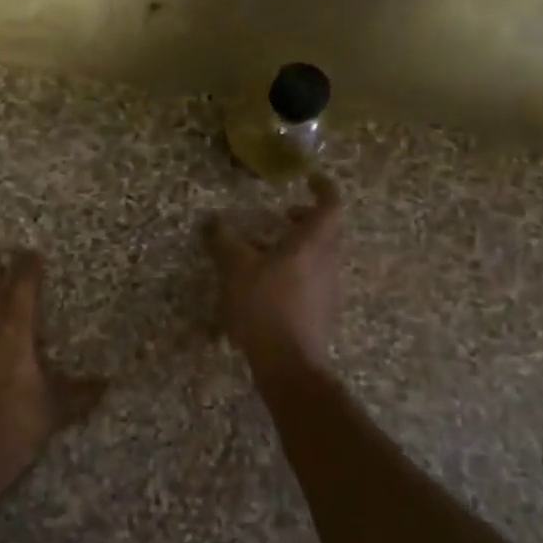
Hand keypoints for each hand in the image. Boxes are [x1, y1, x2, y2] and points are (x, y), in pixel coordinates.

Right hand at [206, 174, 343, 370]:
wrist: (289, 364)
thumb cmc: (265, 307)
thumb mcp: (236, 269)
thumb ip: (224, 241)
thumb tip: (212, 220)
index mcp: (312, 244)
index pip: (330, 206)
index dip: (323, 188)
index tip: (310, 179)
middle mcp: (327, 262)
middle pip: (327, 231)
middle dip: (306, 219)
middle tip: (282, 216)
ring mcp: (329, 290)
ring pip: (321, 256)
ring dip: (300, 246)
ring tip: (268, 252)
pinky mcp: (323, 313)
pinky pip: (314, 279)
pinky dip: (297, 271)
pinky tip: (271, 286)